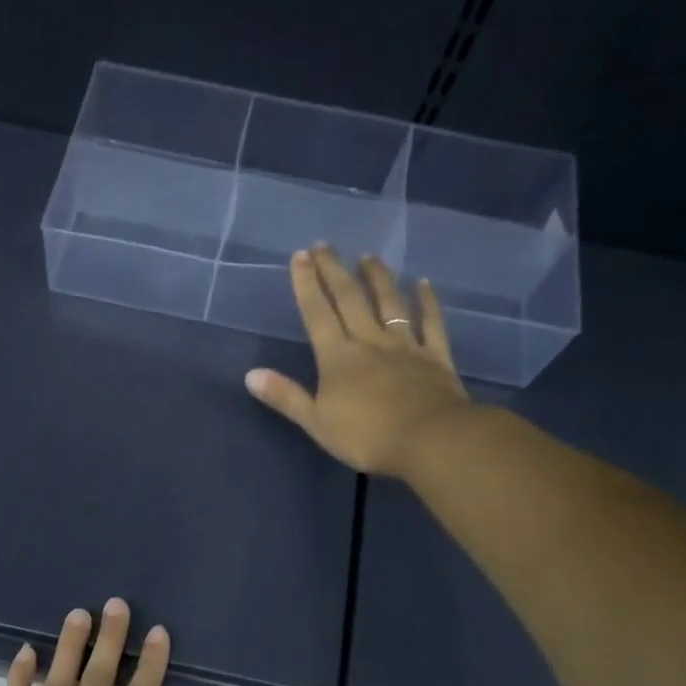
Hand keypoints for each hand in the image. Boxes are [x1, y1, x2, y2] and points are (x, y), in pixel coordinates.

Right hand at [244, 244, 469, 479]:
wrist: (429, 440)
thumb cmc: (367, 436)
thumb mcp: (316, 422)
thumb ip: (286, 396)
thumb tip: (250, 375)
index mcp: (338, 358)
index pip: (317, 314)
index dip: (307, 285)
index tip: (300, 256)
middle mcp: (370, 342)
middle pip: (350, 300)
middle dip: (334, 271)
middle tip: (325, 245)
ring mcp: (405, 346)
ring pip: (390, 304)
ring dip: (378, 278)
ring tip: (369, 256)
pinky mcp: (435, 357)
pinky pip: (431, 323)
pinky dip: (427, 302)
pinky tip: (424, 284)